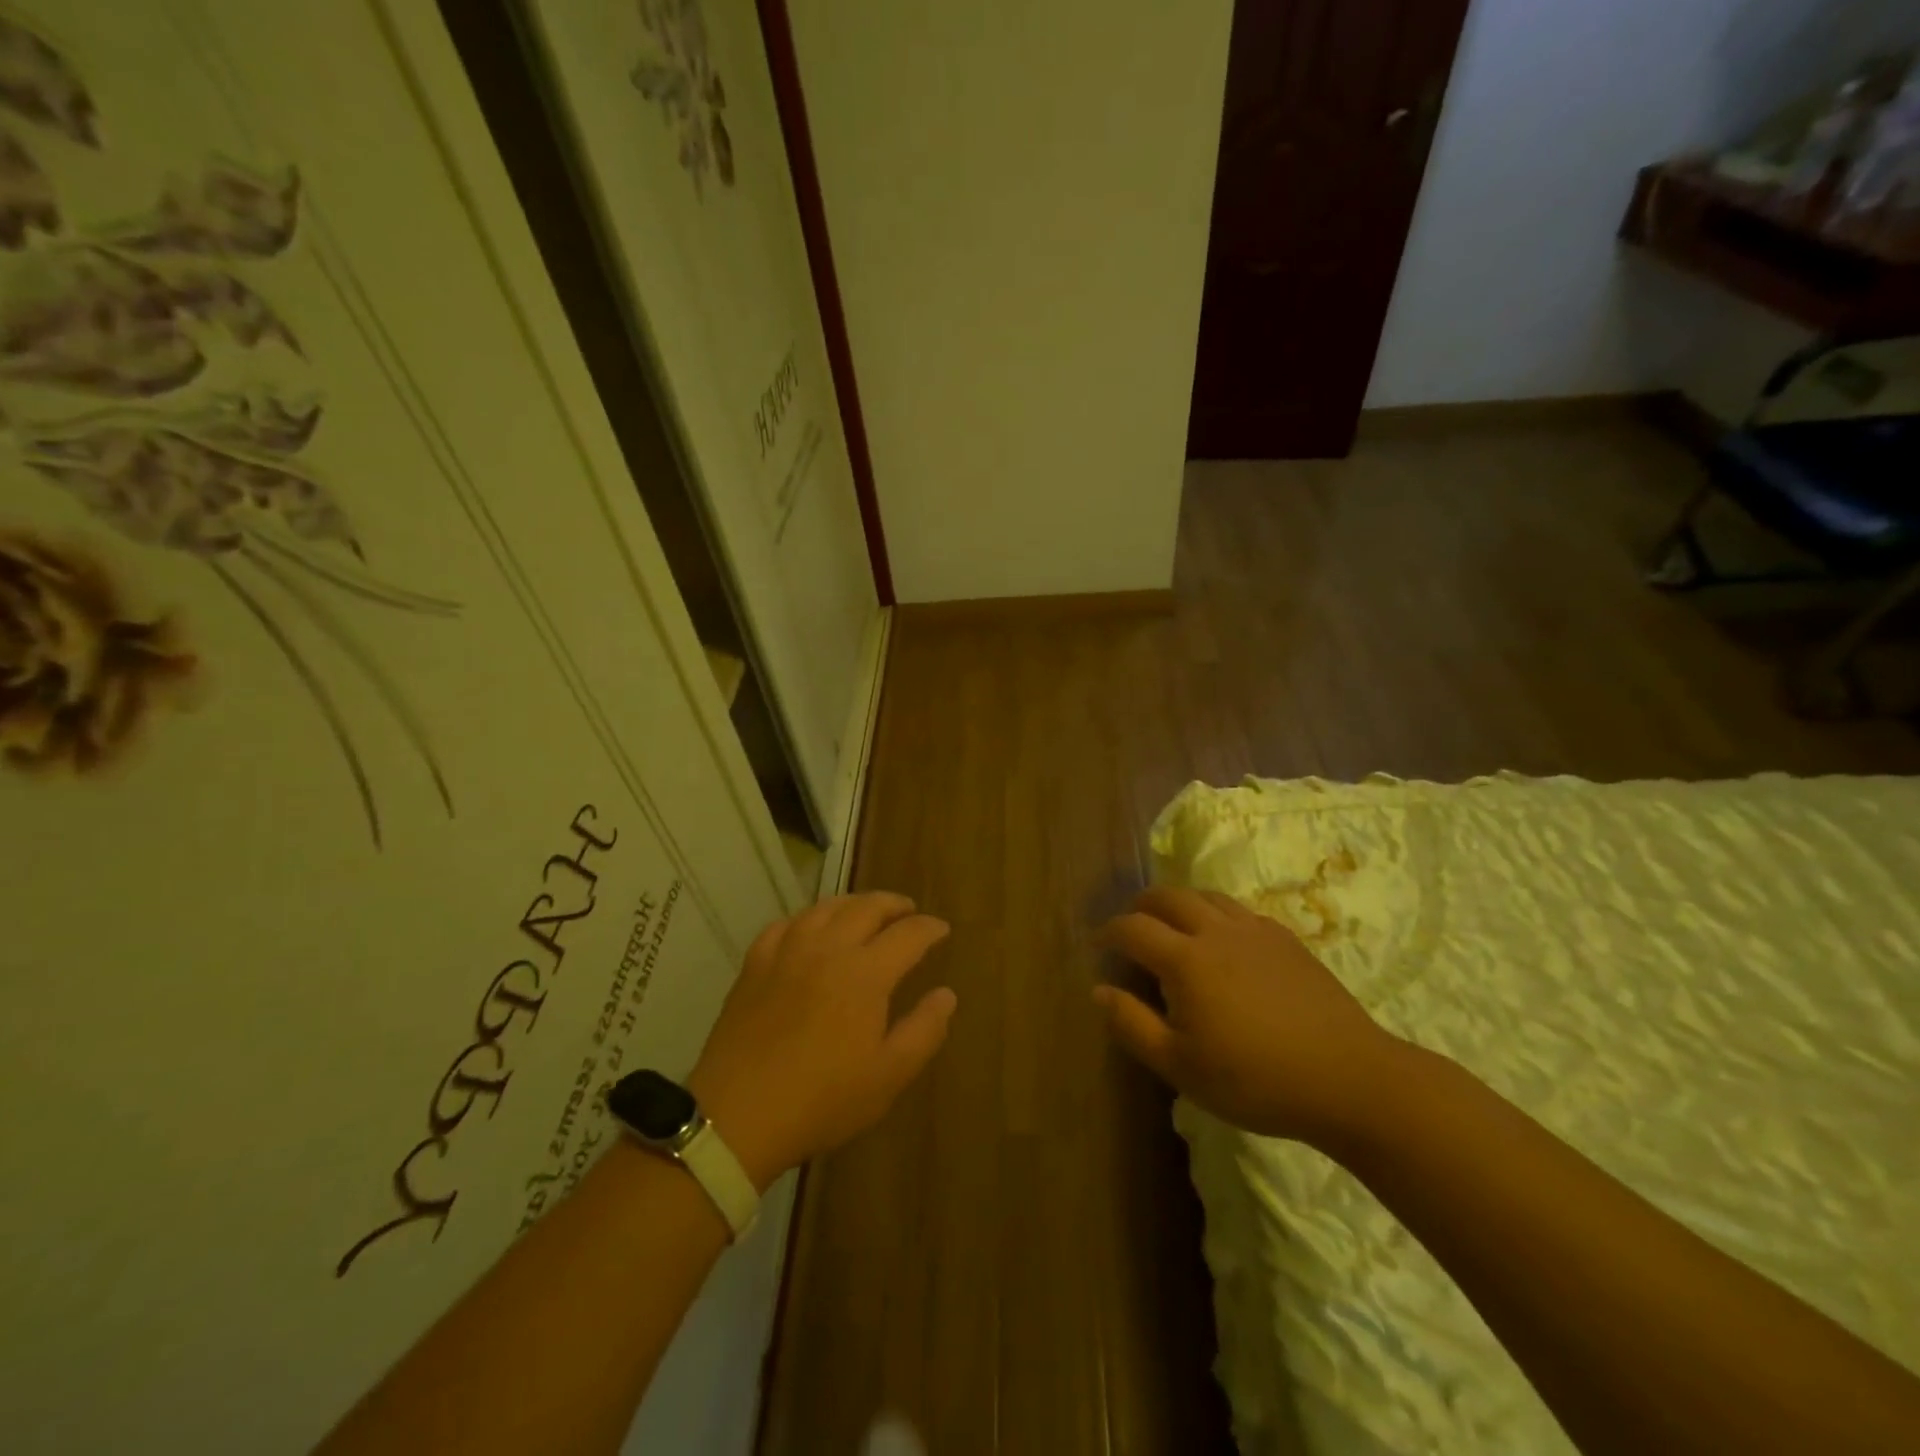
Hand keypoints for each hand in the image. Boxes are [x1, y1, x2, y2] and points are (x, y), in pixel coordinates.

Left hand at [688, 892, 955, 1188]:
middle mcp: (828, 948)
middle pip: (867, 907)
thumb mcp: (888, 1076)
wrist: (738, 1115)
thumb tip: (946, 994)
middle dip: (893, 904)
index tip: (942, 930)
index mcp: (866, 973)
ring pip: (825, 908)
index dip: (929, 928)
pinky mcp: (754, 965)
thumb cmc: (822, 1100)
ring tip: (864, 911)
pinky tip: (809, 930)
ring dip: (853, 903)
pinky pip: (785, 925)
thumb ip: (924, 1030)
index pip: (908, 934)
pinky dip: (807, 919)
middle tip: (907, 910)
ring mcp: (787, 952)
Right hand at [1095, 886, 1406, 1150]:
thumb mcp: (1181, 1066)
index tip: (1097, 944)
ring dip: (1180, 902)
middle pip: (1168, 896)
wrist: (1348, 1078)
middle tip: (1131, 926)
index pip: (1133, 928)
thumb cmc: (1255, 1079)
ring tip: (1173, 925)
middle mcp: (1216, 931)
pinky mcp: (1286, 940)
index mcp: (1185, 960)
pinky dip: (1217, 913)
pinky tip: (1224, 940)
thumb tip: (1099, 990)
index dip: (1108, 932)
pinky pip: (1240, 910)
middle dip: (1141, 905)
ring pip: (1206, 895)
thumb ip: (1132, 1025)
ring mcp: (1255, 931)